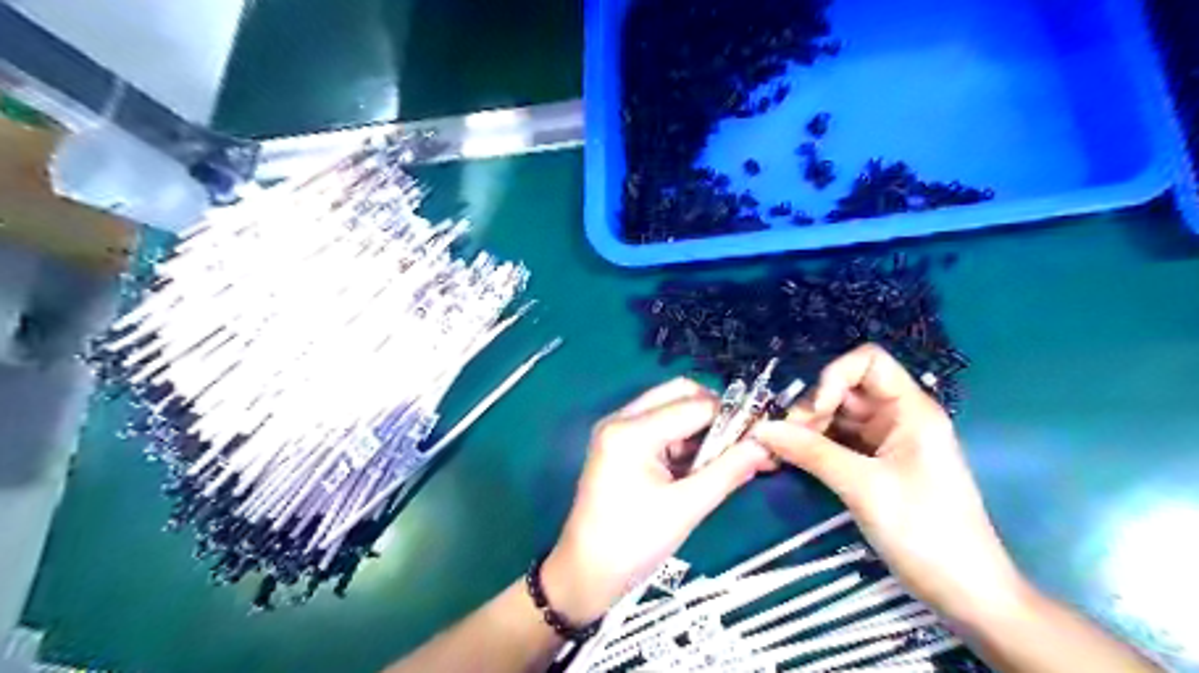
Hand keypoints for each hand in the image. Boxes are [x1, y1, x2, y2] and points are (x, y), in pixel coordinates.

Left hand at [548, 379, 778, 626]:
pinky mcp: (619, 443)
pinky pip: (659, 426)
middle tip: (744, 440)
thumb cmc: (633, 544)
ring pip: (670, 407)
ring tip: (728, 457)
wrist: (585, 574)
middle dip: (715, 413)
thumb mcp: (686, 507)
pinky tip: (703, 464)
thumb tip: (766, 446)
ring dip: (701, 427)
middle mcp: (621, 418)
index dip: (733, 416)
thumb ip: (728, 471)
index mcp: (632, 431)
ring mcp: (617, 429)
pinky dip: (684, 439)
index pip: (694, 407)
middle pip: (679, 393)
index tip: (764, 432)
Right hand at [752, 347, 1024, 624]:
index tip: (813, 411)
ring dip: (808, 429)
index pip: (867, 362)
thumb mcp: (863, 487)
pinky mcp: (877, 464)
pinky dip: (815, 447)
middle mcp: (898, 417)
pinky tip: (793, 460)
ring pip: (838, 416)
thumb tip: (761, 429)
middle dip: (813, 408)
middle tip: (786, 440)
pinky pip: (839, 441)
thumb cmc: (925, 532)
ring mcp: (887, 441)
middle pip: (846, 389)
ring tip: (782, 452)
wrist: (965, 592)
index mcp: (911, 410)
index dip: (834, 376)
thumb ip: (811, 452)